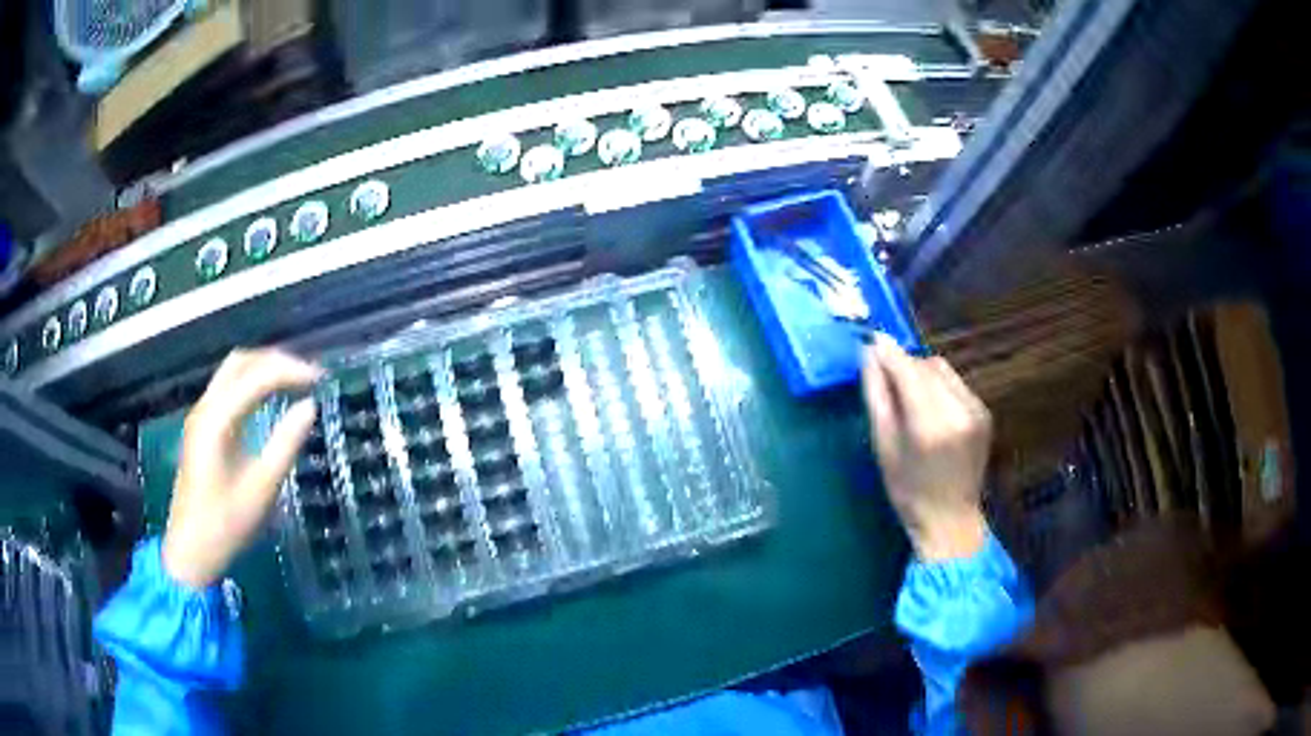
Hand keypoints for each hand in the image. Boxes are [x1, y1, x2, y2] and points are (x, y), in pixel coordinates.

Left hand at [163, 349, 321, 588]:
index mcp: (217, 420)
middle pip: (240, 362)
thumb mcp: (262, 489)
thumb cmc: (226, 524)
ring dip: (263, 368)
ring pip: (232, 372)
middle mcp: (205, 408)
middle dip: (276, 360)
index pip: (256, 376)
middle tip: (308, 376)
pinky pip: (228, 389)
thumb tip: (310, 407)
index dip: (290, 370)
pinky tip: (269, 396)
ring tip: (294, 381)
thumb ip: (285, 444)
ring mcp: (200, 416)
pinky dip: (251, 382)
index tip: (321, 379)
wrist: (191, 551)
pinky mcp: (202, 427)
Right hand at [862, 335, 991, 560]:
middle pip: (926, 365)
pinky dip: (938, 386)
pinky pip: (956, 384)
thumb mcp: (883, 447)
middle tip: (885, 378)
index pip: (908, 370)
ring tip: (909, 397)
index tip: (870, 340)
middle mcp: (958, 410)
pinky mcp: (984, 412)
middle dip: (904, 365)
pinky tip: (930, 409)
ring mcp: (976, 410)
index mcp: (929, 424)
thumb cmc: (908, 491)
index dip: (889, 352)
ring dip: (922, 373)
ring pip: (943, 370)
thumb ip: (877, 397)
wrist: (950, 519)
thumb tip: (869, 355)